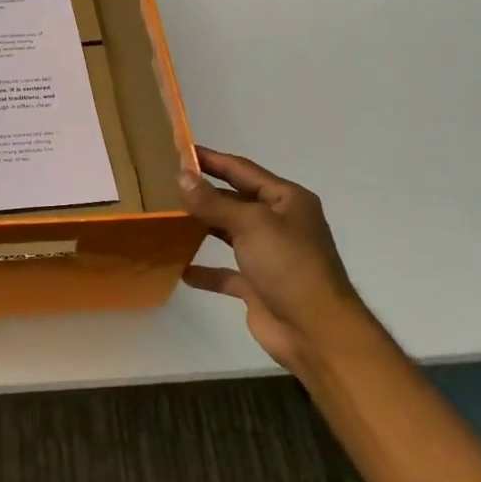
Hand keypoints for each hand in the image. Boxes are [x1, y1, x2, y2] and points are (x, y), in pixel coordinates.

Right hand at [177, 147, 359, 376]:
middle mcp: (279, 223)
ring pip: (229, 233)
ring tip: (167, 218)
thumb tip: (182, 176)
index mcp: (287, 200)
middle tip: (165, 183)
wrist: (315, 331)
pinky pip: (226, 272)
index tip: (180, 150)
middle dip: (204, 193)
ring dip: (203, 227)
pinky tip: (180, 268)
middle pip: (235, 200)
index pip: (243, 170)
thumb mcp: (251, 224)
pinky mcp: (258, 285)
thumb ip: (213, 201)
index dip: (212, 160)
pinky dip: (206, 270)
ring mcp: (269, 255)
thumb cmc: (288, 265)